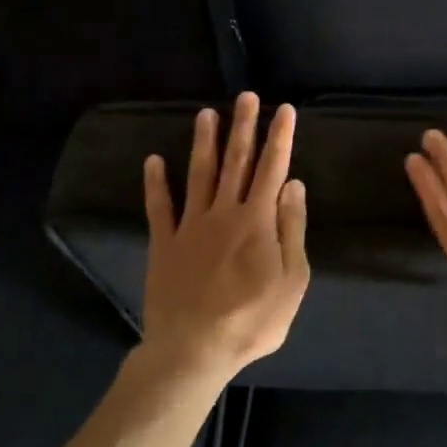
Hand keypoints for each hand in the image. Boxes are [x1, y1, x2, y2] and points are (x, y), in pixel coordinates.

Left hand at [141, 92, 309, 384]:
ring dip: (204, 143)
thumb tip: (294, 185)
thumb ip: (292, 229)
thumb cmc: (252, 319)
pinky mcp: (164, 244)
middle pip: (236, 162)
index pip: (272, 168)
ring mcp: (190, 226)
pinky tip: (153, 160)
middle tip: (246, 96)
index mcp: (257, 220)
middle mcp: (223, 212)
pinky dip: (155, 183)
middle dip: (243, 127)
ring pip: (199, 175)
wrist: (193, 350)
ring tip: (206, 114)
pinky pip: (159, 208)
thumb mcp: (291, 280)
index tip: (284, 109)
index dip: (279, 137)